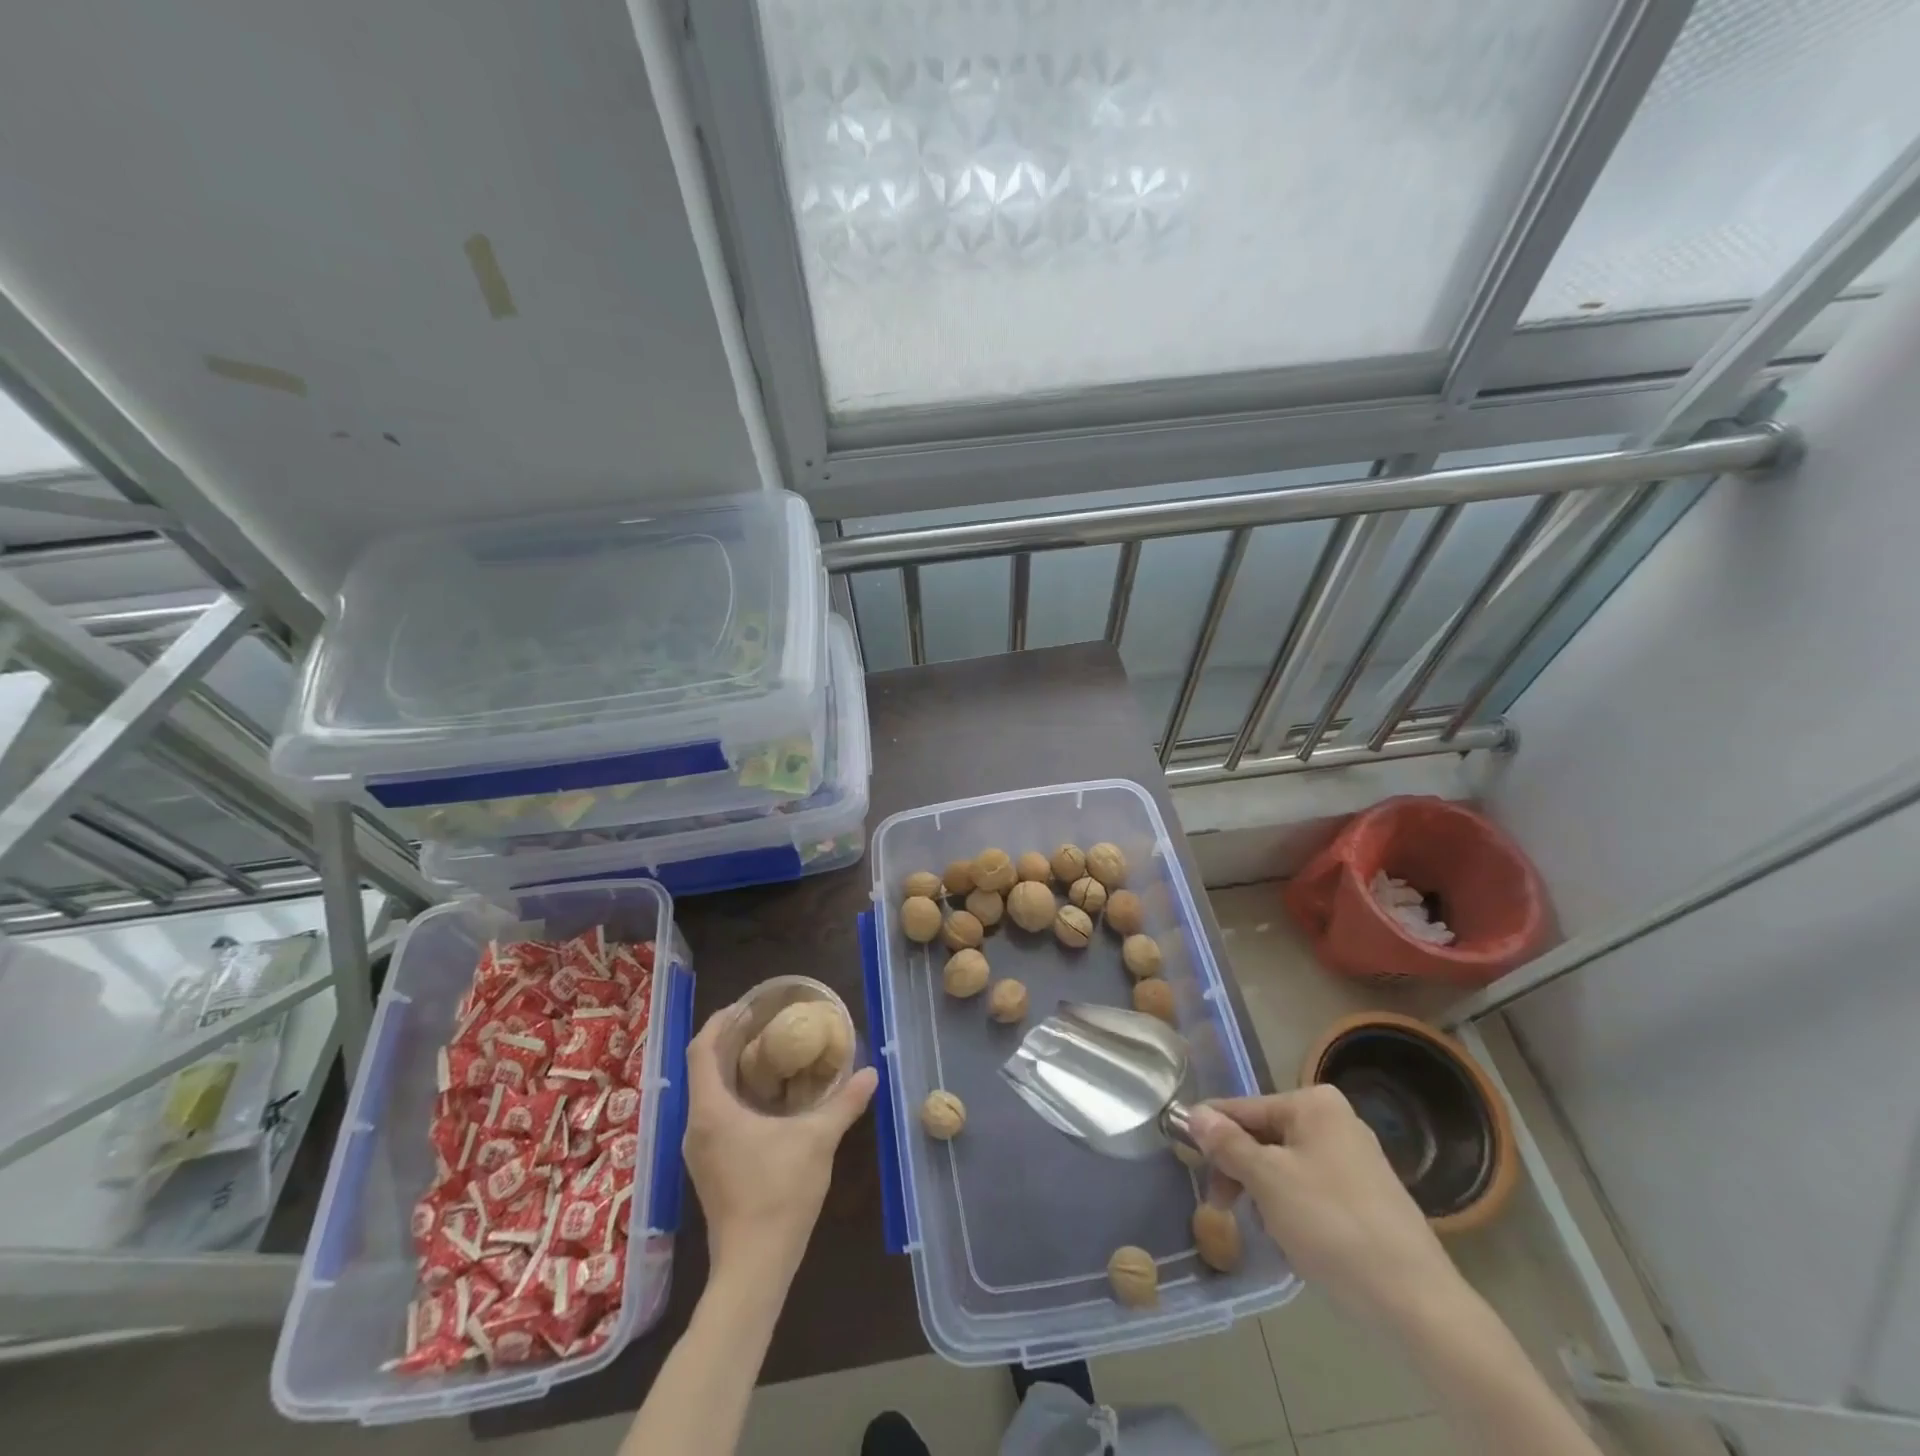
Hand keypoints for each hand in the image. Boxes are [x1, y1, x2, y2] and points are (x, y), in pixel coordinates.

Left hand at [681, 1003, 876, 1281]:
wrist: (753, 1266)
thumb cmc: (779, 1194)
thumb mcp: (818, 1141)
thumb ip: (844, 1103)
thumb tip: (871, 1072)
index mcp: (712, 1111)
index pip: (701, 1051)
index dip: (718, 1022)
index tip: (744, 1006)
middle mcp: (695, 1126)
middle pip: (703, 1069)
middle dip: (729, 1042)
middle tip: (764, 1024)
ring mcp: (698, 1151)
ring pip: (707, 1094)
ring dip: (731, 1070)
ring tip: (768, 1055)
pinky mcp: (707, 1168)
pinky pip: (713, 1116)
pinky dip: (733, 1095)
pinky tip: (765, 1099)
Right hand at [1188, 1087, 1463, 1330]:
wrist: (1417, 1304)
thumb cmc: (1333, 1226)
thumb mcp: (1268, 1180)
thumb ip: (1227, 1144)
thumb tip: (1194, 1113)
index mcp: (1314, 1104)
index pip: (1243, 1108)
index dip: (1211, 1133)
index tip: (1184, 1158)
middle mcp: (1336, 1121)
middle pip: (1264, 1136)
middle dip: (1240, 1170)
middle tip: (1221, 1208)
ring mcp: (1356, 1160)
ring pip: (1285, 1166)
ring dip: (1265, 1194)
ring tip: (1265, 1231)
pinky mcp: (1368, 1198)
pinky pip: (1311, 1190)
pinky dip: (1293, 1210)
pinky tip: (1293, 1242)